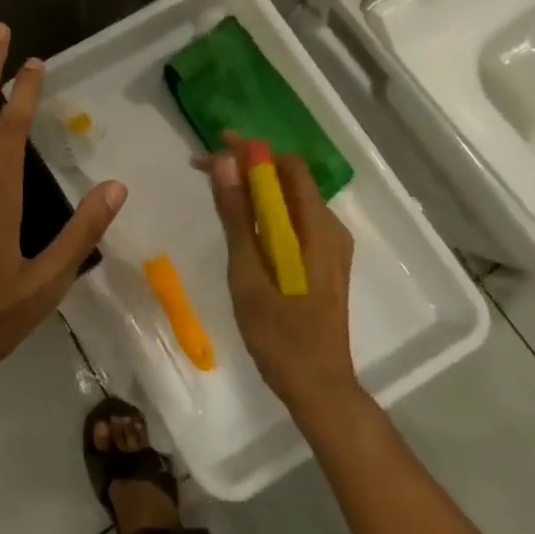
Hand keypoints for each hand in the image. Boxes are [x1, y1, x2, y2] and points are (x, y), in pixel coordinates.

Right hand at [201, 143, 360, 411]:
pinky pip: (292, 220)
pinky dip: (264, 209)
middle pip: (289, 178)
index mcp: (317, 228)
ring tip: (215, 187)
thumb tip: (225, 163)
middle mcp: (330, 229)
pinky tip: (239, 219)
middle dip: (247, 165)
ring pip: (289, 199)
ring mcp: (328, 246)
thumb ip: (237, 216)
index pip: (287, 167)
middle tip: (204, 167)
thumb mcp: (249, 273)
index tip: (213, 145)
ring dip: (254, 186)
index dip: (251, 150)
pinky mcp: (321, 261)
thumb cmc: (280, 334)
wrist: (318, 388)